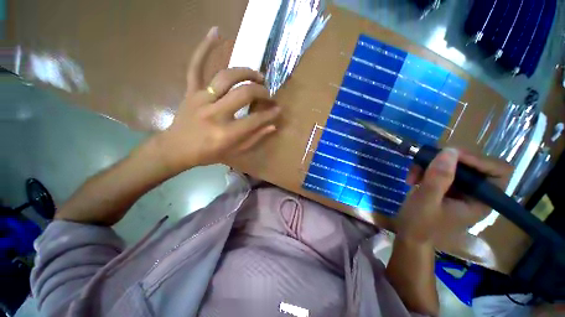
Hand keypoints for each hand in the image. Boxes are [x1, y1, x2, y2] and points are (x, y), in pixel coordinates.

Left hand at [155, 26, 280, 171]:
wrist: (176, 149)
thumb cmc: (208, 154)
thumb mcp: (235, 152)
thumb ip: (255, 138)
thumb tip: (273, 125)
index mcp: (227, 133)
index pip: (256, 119)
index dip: (270, 113)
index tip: (278, 109)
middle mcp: (215, 114)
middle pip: (244, 94)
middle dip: (261, 92)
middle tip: (267, 94)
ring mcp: (200, 99)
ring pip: (226, 77)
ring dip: (246, 72)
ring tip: (258, 75)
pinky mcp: (190, 91)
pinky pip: (196, 66)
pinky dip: (205, 48)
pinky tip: (216, 31)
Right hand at [397, 148, 511, 242]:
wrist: (409, 235)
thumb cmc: (419, 224)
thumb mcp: (426, 201)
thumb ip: (438, 178)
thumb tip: (449, 150)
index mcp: (481, 201)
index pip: (498, 172)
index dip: (479, 160)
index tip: (451, 155)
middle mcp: (475, 193)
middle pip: (472, 164)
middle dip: (445, 161)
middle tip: (424, 162)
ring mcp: (460, 190)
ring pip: (452, 165)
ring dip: (429, 166)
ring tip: (412, 175)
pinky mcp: (446, 188)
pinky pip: (439, 170)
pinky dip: (424, 170)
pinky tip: (412, 179)